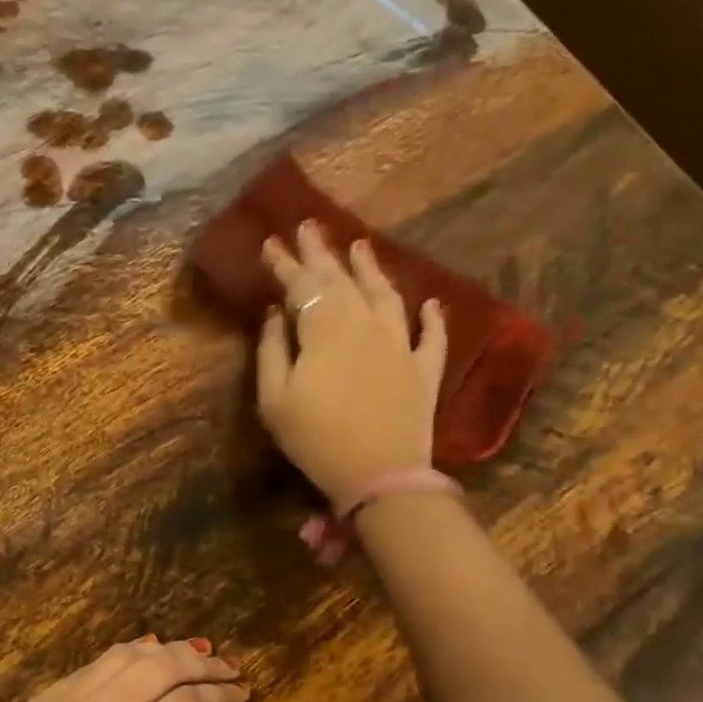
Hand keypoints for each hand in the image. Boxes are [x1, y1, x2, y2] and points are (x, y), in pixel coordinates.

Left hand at [0, 638, 251, 701]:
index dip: (220, 696)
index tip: (244, 692)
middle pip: (159, 668)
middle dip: (202, 663)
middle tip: (230, 665)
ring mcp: (61, 701)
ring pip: (125, 657)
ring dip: (167, 650)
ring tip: (196, 652)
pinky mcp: (38, 700)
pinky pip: (93, 663)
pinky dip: (127, 652)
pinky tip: (143, 651)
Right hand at [257, 221, 447, 505]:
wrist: (380, 475)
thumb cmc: (315, 439)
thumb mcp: (275, 399)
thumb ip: (272, 351)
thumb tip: (276, 313)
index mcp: (326, 329)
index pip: (302, 285)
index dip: (284, 263)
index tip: (270, 242)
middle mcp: (365, 324)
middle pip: (342, 280)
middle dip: (322, 252)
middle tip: (310, 226)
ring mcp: (400, 345)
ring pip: (386, 295)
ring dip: (371, 269)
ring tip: (360, 247)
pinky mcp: (424, 370)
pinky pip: (431, 336)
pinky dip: (431, 317)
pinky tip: (431, 303)